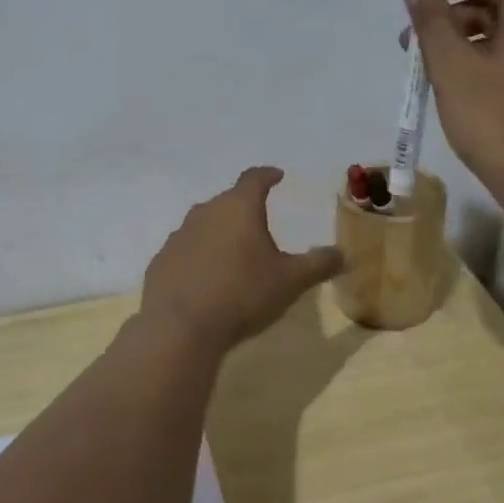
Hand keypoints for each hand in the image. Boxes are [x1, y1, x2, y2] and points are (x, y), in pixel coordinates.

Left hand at [140, 167, 343, 351]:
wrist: (180, 327)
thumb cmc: (242, 295)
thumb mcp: (290, 281)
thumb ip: (318, 264)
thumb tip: (343, 253)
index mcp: (239, 208)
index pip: (254, 179)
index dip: (267, 175)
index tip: (276, 175)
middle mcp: (205, 213)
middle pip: (227, 201)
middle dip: (244, 208)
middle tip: (259, 223)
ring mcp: (178, 236)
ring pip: (204, 225)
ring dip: (220, 233)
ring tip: (234, 253)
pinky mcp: (161, 262)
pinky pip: (186, 251)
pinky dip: (199, 258)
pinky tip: (206, 279)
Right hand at [401, 0, 503, 208]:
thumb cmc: (495, 120)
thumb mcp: (452, 67)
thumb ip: (430, 21)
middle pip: (494, 0)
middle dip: (448, 14)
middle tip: (410, 43)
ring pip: (497, 34)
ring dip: (457, 41)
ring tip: (423, 71)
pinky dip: (476, 63)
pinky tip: (451, 90)